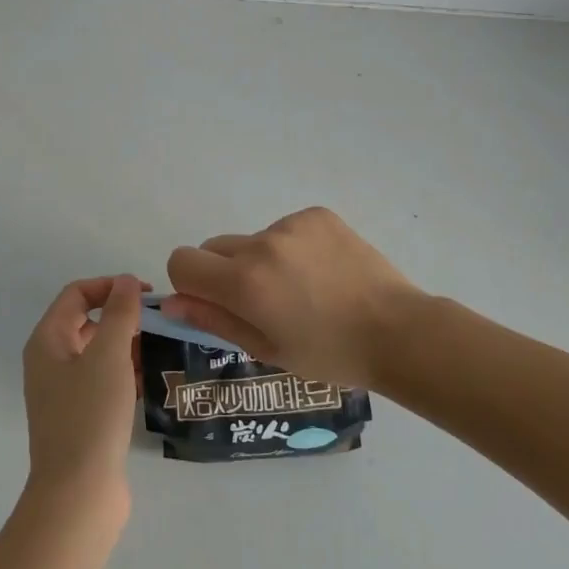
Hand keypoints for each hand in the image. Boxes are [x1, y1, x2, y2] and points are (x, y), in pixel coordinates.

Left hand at [22, 276, 142, 511]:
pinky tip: (153, 379)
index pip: (77, 294)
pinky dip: (126, 373)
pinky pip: (104, 381)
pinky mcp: (81, 417)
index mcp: (48, 341)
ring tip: (162, 347)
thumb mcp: (108, 355)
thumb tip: (126, 282)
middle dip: (122, 316)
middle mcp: (51, 362)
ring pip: (99, 353)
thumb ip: (120, 312)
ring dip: (128, 344)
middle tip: (158, 321)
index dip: (110, 286)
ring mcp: (64, 392)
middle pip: (87, 322)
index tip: (146, 294)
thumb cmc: (90, 415)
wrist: (78, 495)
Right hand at [163, 207, 428, 387]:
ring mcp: (291, 224)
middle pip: (214, 247)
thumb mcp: (266, 348)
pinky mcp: (316, 214)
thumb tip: (171, 302)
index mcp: (244, 282)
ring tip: (304, 290)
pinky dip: (293, 248)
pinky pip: (285, 229)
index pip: (182, 261)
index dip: (190, 283)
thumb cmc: (329, 353)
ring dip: (262, 261)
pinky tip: (322, 273)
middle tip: (263, 303)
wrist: (397, 330)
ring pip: (253, 240)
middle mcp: (261, 244)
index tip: (214, 302)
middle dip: (225, 273)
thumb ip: (213, 320)